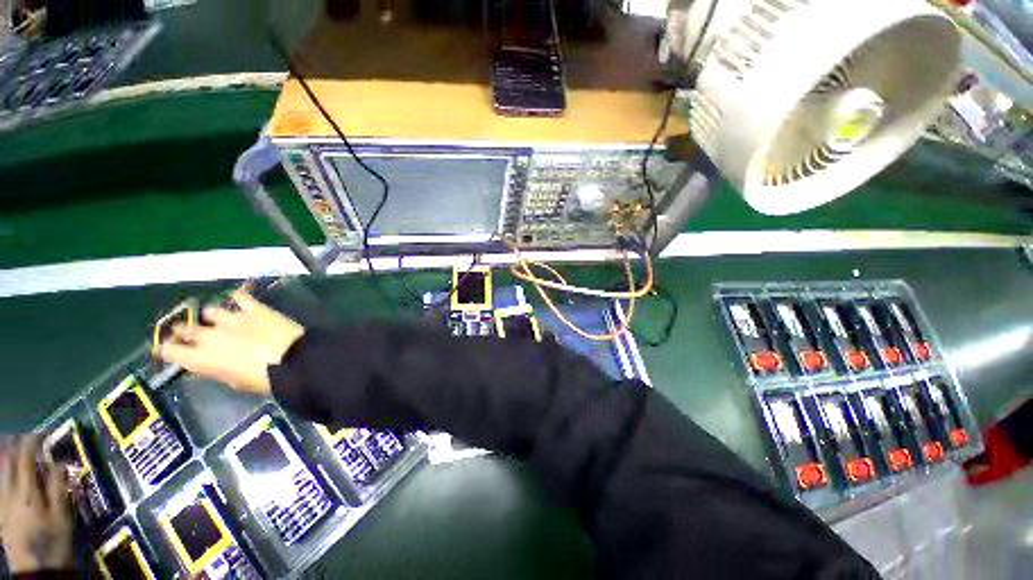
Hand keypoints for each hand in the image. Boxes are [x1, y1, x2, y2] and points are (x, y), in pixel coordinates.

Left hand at [0, 436, 73, 574]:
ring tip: (12, 446)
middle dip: (14, 446)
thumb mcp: (61, 516)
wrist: (36, 569)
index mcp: (27, 492)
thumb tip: (60, 461)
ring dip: (6, 456)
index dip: (32, 442)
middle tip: (25, 437)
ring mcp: (2, 503)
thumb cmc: (53, 540)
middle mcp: (10, 493)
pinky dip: (2, 472)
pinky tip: (6, 472)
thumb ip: (58, 487)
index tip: (42, 434)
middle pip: (7, 462)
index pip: (25, 458)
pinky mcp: (0, 510)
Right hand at [160, 291, 305, 395]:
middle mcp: (209, 335)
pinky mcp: (255, 308)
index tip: (171, 349)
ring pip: (211, 311)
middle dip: (186, 330)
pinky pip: (241, 298)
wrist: (293, 360)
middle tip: (192, 333)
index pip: (169, 350)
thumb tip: (210, 365)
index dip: (169, 349)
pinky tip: (238, 298)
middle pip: (186, 328)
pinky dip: (238, 298)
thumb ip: (217, 370)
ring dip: (212, 315)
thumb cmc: (263, 380)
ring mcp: (232, 319)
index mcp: (200, 358)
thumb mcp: (234, 382)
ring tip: (218, 318)